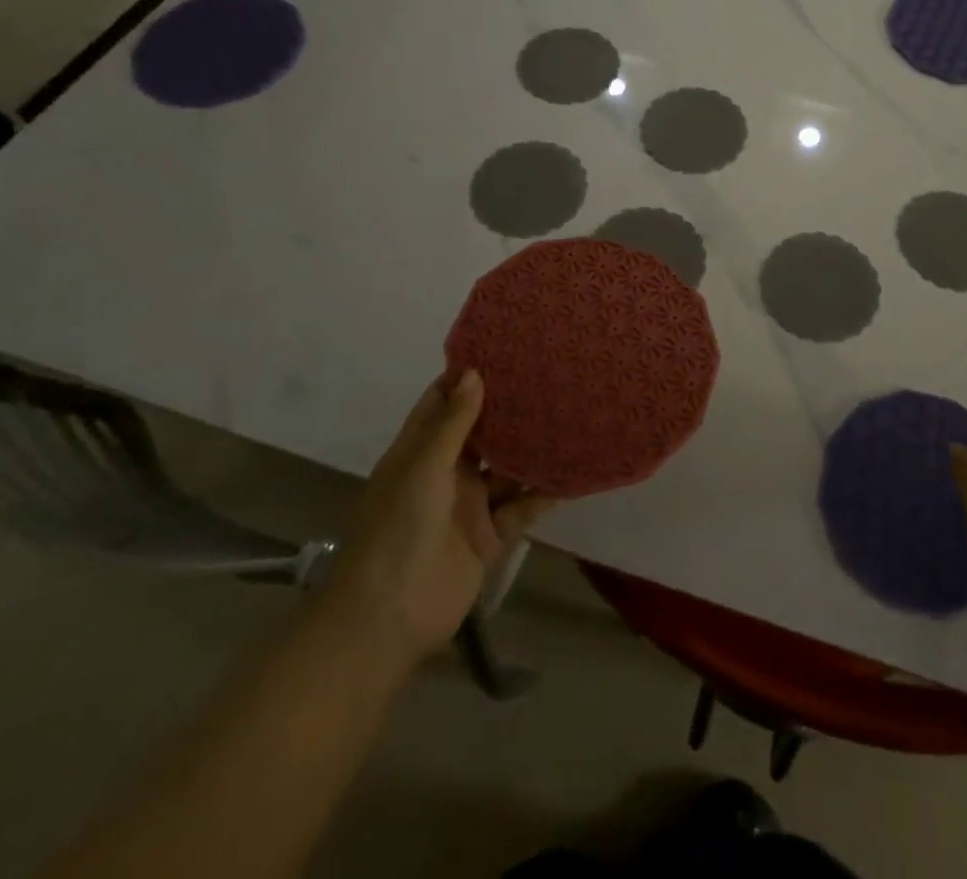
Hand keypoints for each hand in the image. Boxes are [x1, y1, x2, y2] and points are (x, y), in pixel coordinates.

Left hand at [320, 370, 558, 662]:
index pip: (442, 403)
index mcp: (419, 452)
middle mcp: (446, 472)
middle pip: (482, 431)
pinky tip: (576, 467)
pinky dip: (547, 489)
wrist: (389, 618)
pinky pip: (524, 504)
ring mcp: (471, 504)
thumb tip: (474, 372)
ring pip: (508, 466)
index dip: (466, 377)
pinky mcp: (492, 534)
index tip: (502, 348)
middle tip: (550, 371)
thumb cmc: (397, 530)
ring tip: (571, 410)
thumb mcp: (422, 468)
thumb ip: (453, 423)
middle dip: (509, 406)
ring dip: (533, 445)